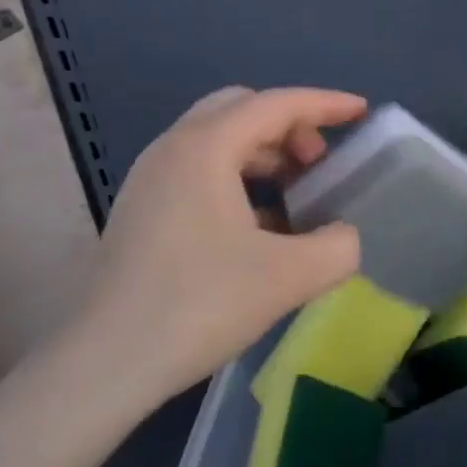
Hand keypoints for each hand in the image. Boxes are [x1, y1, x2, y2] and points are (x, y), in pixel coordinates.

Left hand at [73, 87, 366, 398]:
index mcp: (206, 147)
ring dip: (263, 153)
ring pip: (218, 139)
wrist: (105, 363)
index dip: (324, 104)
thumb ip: (337, 247)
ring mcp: (150, 177)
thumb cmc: (199, 305)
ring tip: (296, 194)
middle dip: (290, 126)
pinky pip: (199, 169)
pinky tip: (259, 224)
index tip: (361, 112)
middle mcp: (173, 148)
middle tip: (320, 164)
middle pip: (242, 109)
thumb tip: (343, 235)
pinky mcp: (141, 208)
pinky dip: (237, 176)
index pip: (276, 104)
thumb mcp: (288, 277)